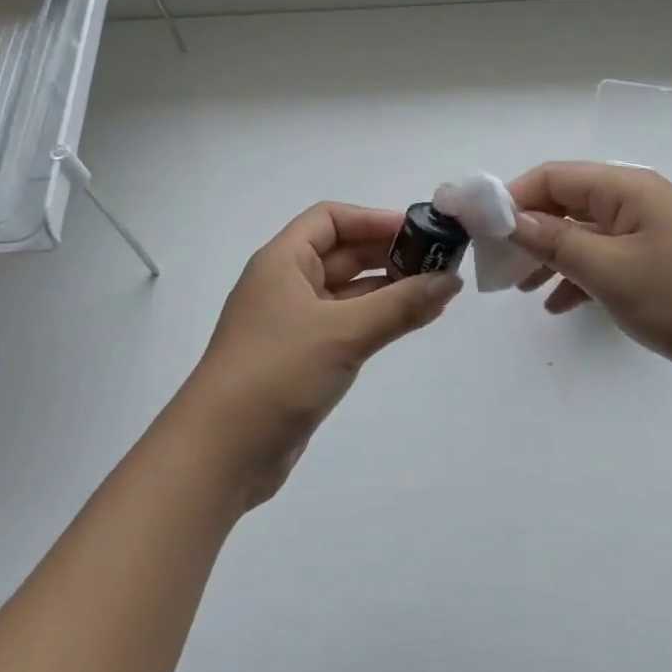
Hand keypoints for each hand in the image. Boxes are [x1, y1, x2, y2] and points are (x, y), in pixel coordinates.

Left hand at [176, 202, 461, 505]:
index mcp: (282, 262)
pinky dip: (377, 320)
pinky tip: (411, 322)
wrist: (221, 452)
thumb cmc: (277, 373)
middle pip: (341, 253)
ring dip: (388, 289)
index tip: (419, 232)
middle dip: (388, 254)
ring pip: (347, 292)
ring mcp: (292, 323)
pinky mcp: (301, 358)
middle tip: (440, 262)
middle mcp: (285, 284)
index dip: (374, 219)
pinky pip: (346, 325)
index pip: (330, 219)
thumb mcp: (343, 333)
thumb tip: (450, 280)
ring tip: (437, 292)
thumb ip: (400, 305)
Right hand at [508, 162, 671, 408]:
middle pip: (567, 205)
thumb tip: (507, 218)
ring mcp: (655, 241)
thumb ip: (554, 241)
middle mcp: (639, 206)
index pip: (553, 177)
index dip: (510, 198)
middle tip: (495, 267)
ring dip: (550, 258)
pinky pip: (609, 267)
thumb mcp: (610, 269)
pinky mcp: (666, 275)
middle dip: (527, 231)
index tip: (477, 230)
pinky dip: (580, 281)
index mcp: (627, 190)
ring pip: (585, 239)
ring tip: (520, 289)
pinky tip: (560, 307)